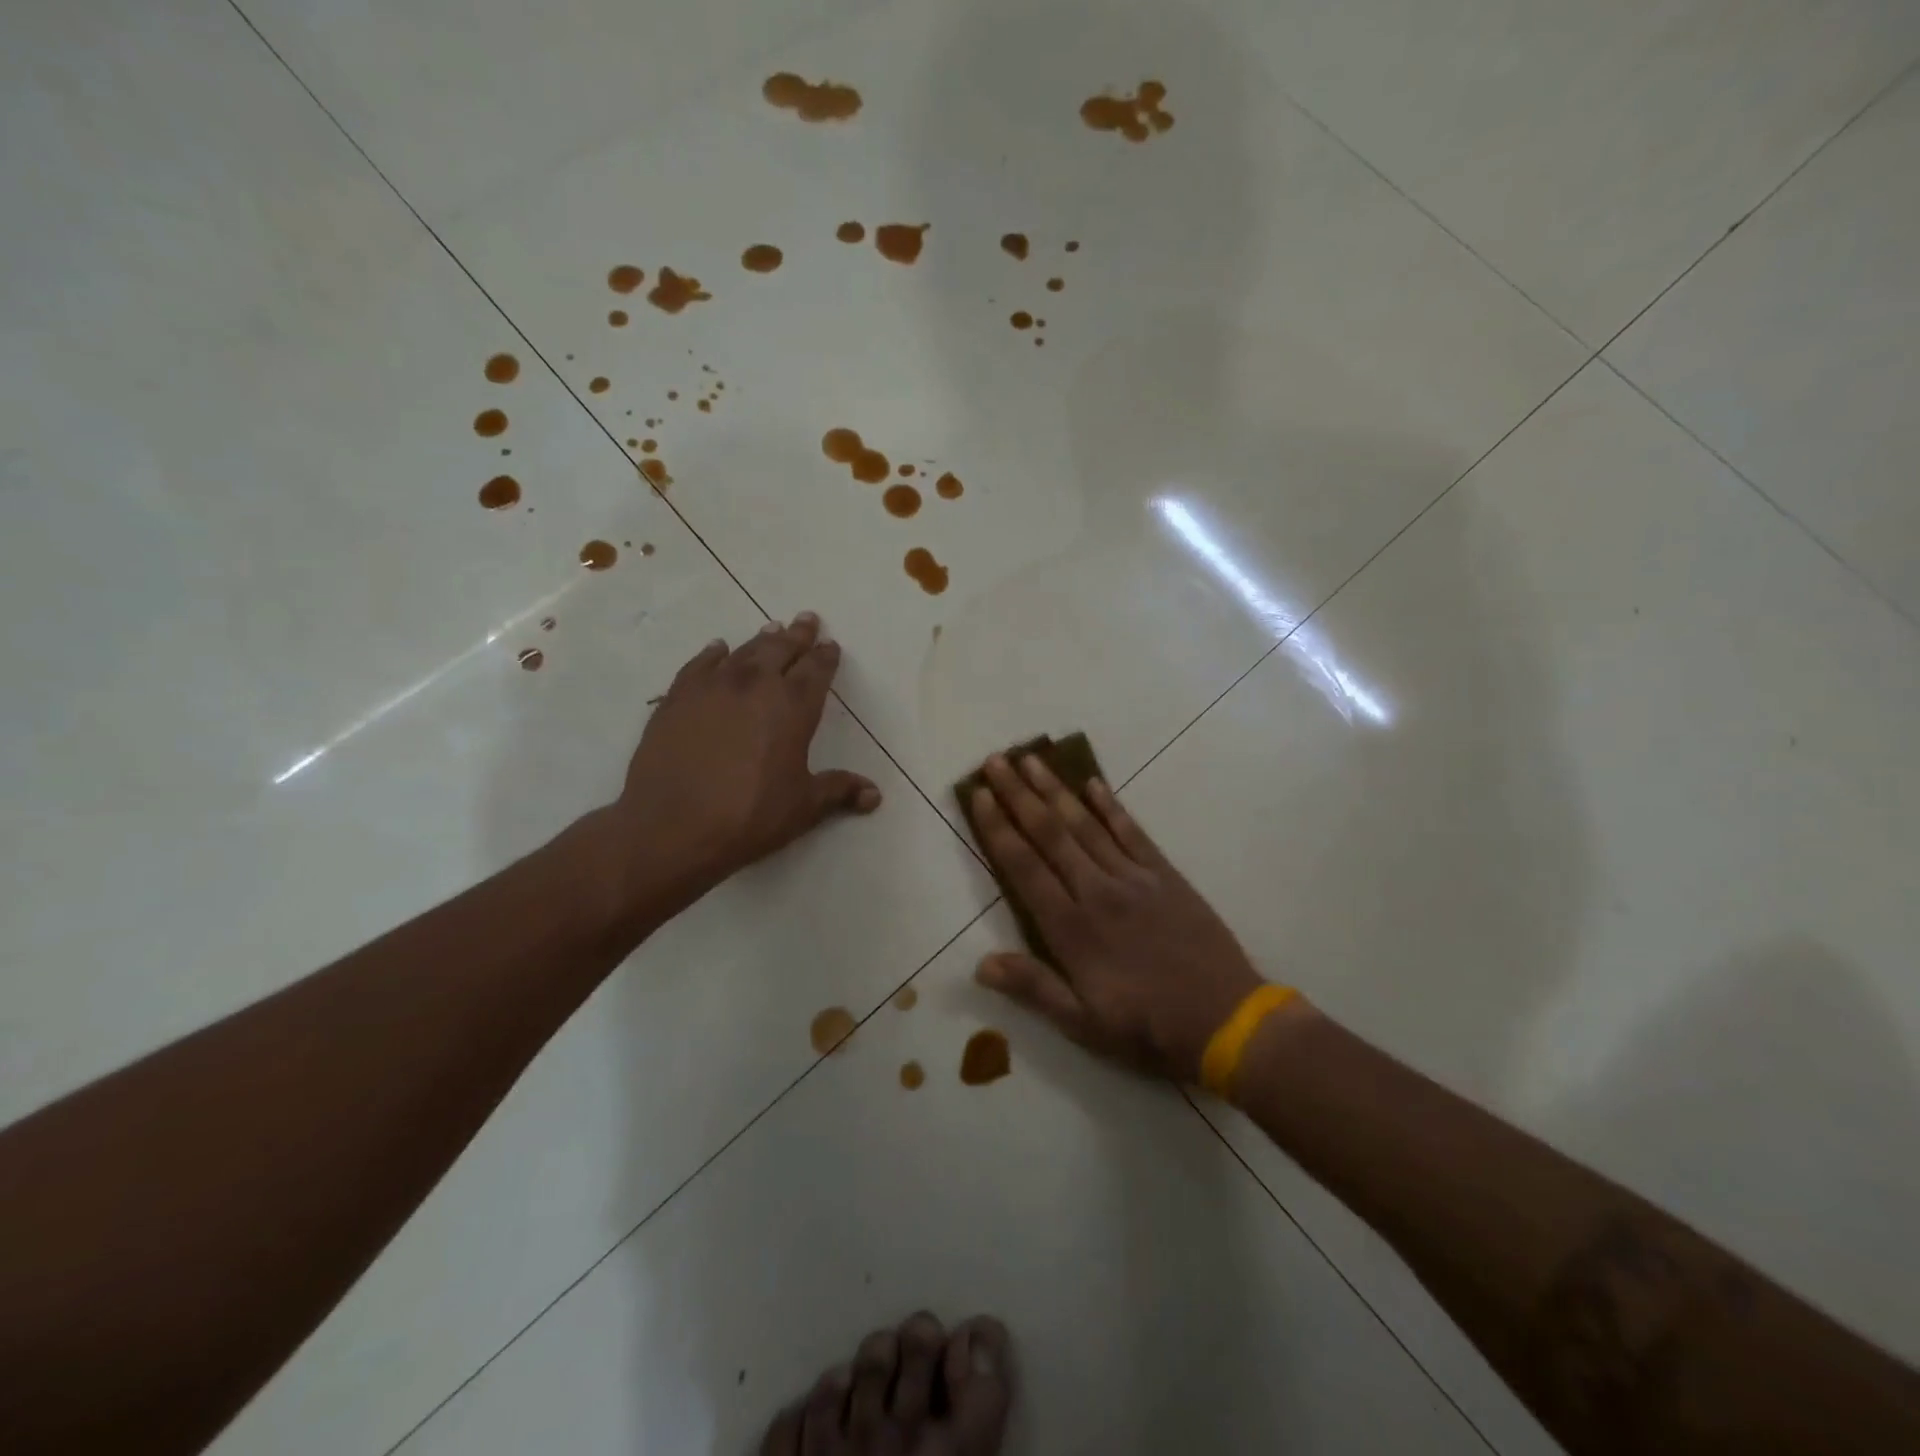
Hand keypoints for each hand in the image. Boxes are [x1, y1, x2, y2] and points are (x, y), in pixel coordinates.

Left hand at [596, 612, 879, 925]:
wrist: (672, 826)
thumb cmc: (749, 816)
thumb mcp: (803, 807)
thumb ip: (839, 792)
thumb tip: (875, 795)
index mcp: (793, 707)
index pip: (816, 671)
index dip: (826, 657)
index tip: (831, 644)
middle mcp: (755, 686)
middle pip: (781, 650)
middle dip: (797, 635)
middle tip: (806, 619)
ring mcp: (712, 687)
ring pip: (743, 652)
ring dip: (761, 640)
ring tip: (771, 629)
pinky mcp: (678, 698)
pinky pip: (700, 665)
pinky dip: (713, 654)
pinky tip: (718, 649)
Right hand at [968, 754, 1264, 1081]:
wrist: (1227, 1021)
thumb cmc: (1148, 1029)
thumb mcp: (1083, 1025)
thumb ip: (1033, 988)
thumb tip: (980, 964)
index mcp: (1071, 928)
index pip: (1024, 867)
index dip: (998, 828)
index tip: (979, 794)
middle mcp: (1097, 891)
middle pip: (1050, 833)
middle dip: (1019, 794)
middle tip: (996, 760)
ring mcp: (1134, 878)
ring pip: (1086, 824)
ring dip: (1056, 790)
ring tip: (1032, 759)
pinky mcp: (1166, 875)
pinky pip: (1133, 832)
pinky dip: (1111, 806)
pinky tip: (1094, 784)